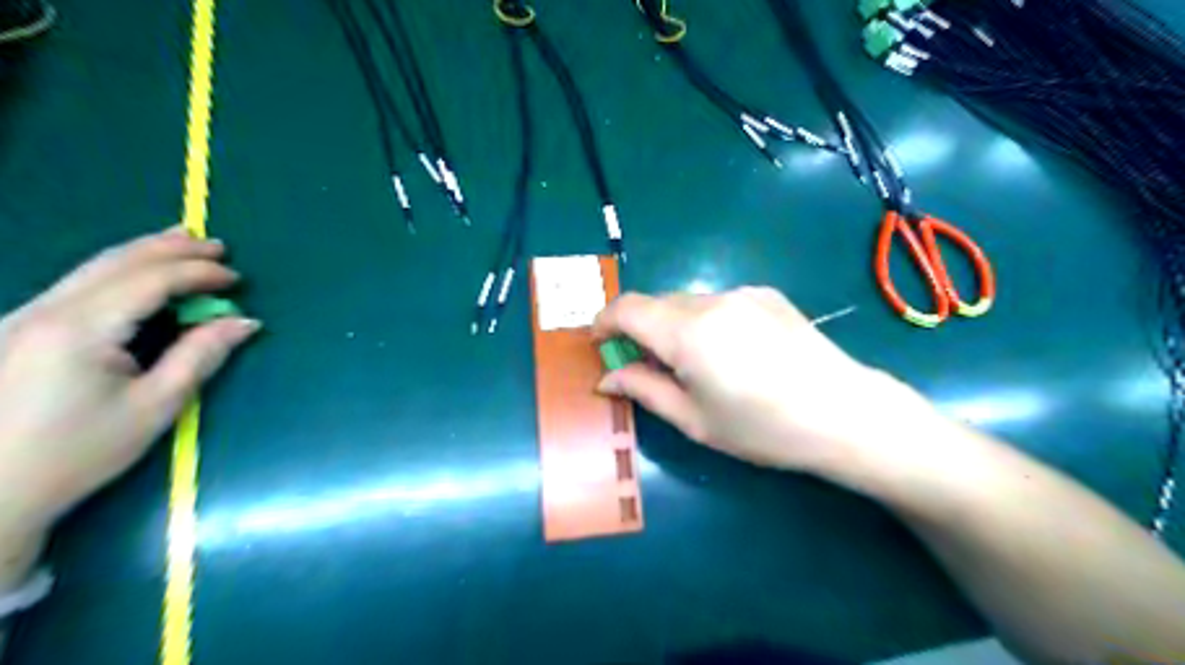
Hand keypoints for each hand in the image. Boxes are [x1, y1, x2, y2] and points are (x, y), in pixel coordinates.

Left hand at [0, 230, 256, 535]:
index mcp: (79, 329)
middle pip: (115, 263)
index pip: (148, 281)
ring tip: (184, 243)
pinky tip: (139, 271)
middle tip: (218, 246)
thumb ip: (201, 355)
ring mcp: (24, 317)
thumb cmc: (80, 452)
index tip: (237, 277)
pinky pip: (78, 284)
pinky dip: (120, 271)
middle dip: (170, 249)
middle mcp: (45, 311)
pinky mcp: (19, 330)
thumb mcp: (156, 405)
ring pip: (92, 268)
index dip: (196, 273)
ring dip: (144, 253)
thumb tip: (243, 322)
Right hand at [592, 288, 933, 479]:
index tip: (600, 344)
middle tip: (644, 364)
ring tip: (691, 363)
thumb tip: (606, 377)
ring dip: (671, 325)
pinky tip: (728, 352)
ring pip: (685, 301)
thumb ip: (643, 389)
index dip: (604, 322)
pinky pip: (716, 301)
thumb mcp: (694, 419)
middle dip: (638, 328)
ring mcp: (742, 292)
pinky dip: (702, 320)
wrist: (845, 413)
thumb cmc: (763, 428)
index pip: (626, 308)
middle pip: (655, 302)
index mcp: (687, 332)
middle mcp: (711, 300)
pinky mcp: (766, 294)